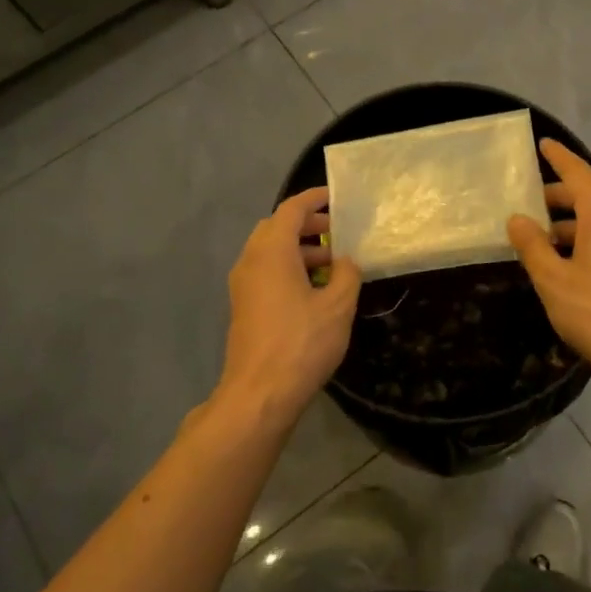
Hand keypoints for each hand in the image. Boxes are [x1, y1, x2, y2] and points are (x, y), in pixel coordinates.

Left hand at [217, 187, 360, 424]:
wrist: (259, 394)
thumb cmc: (301, 343)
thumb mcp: (338, 305)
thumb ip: (348, 274)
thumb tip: (347, 261)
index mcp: (271, 252)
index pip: (291, 210)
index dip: (314, 199)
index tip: (336, 197)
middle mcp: (251, 261)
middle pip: (276, 228)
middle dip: (307, 225)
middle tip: (338, 232)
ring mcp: (243, 286)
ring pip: (270, 253)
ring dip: (300, 250)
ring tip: (334, 264)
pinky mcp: (244, 307)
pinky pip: (266, 273)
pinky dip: (289, 269)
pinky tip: (315, 291)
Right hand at [507, 141, 590, 385]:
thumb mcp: (553, 279)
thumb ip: (532, 245)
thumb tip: (518, 219)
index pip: (578, 174)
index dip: (558, 158)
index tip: (543, 144)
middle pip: (588, 198)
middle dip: (557, 199)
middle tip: (527, 208)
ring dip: (570, 226)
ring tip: (541, 243)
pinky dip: (586, 242)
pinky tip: (568, 266)